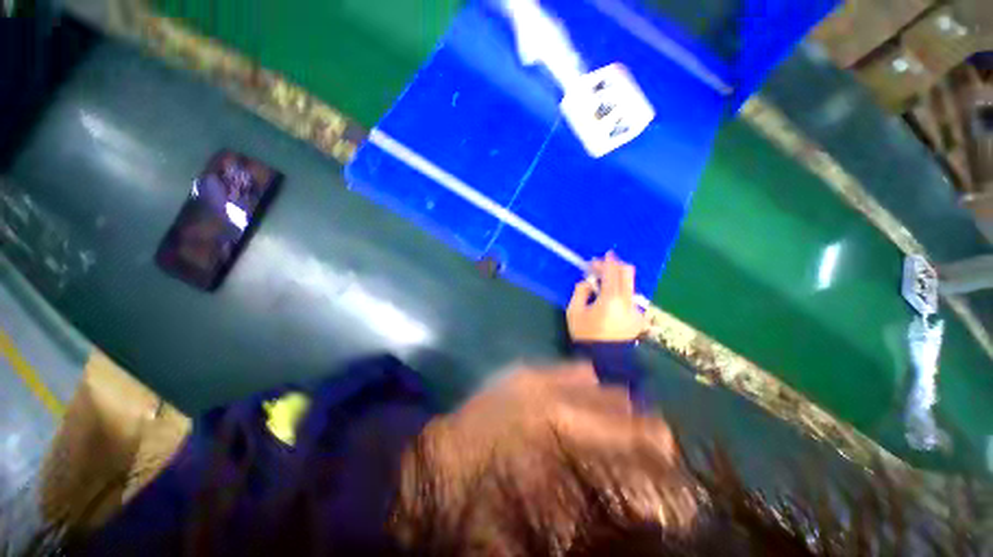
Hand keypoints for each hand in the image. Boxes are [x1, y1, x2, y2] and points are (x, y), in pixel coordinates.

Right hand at [567, 252, 644, 341]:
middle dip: (616, 265)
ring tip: (604, 283)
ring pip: (630, 284)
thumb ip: (580, 292)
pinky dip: (621, 291)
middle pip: (628, 273)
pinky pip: (630, 297)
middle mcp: (628, 301)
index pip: (612, 272)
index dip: (606, 262)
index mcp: (611, 299)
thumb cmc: (586, 335)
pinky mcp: (638, 317)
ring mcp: (636, 309)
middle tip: (603, 265)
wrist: (604, 360)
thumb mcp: (574, 312)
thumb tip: (588, 283)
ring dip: (618, 279)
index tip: (600, 257)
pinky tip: (610, 298)